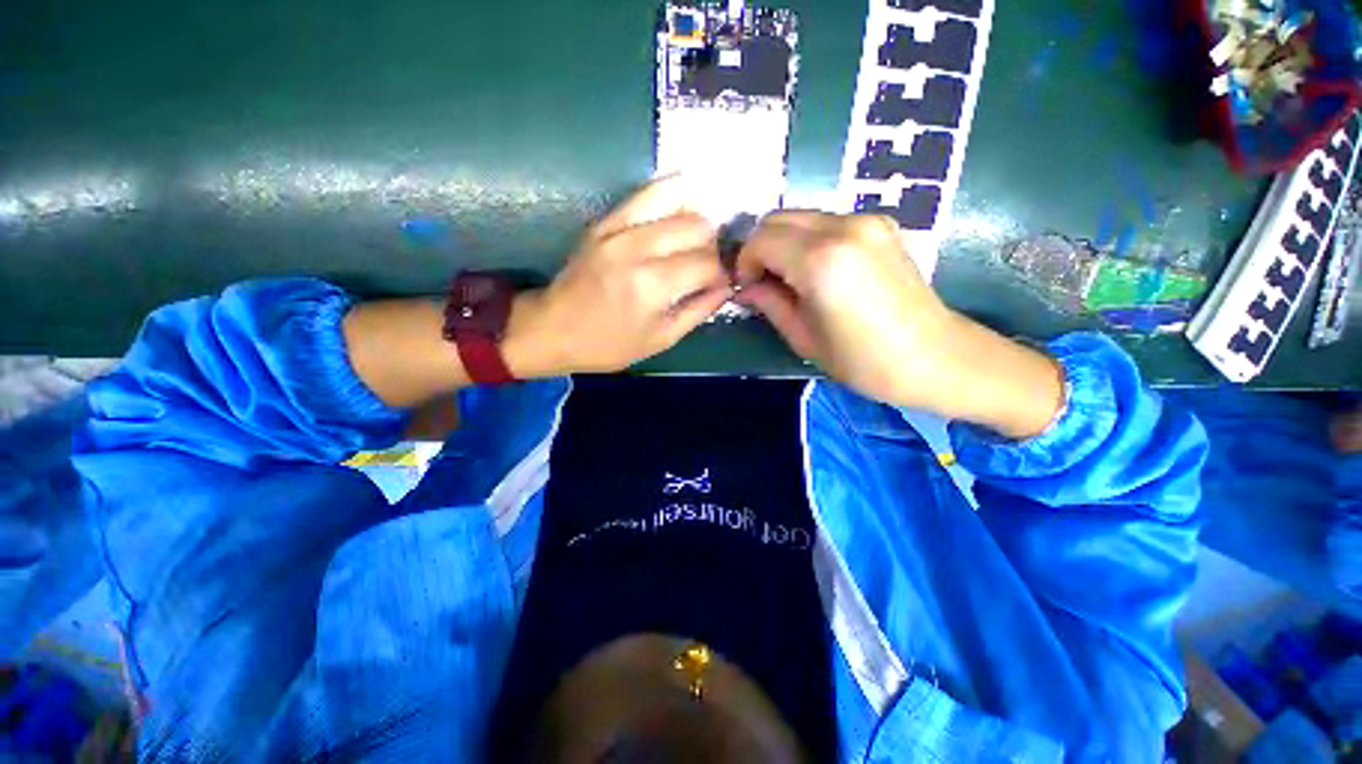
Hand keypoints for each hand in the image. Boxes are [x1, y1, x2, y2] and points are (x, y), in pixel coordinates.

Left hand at [507, 177, 730, 375]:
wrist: (552, 328)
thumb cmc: (608, 345)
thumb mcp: (661, 339)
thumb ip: (699, 310)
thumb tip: (727, 285)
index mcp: (652, 286)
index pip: (708, 263)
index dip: (722, 274)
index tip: (720, 284)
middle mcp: (637, 248)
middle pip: (698, 226)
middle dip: (713, 246)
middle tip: (707, 265)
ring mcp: (619, 227)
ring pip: (679, 199)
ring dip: (697, 218)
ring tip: (697, 238)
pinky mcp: (606, 219)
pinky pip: (649, 192)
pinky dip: (674, 196)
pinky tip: (682, 212)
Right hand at [734, 211, 950, 405]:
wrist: (935, 357)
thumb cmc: (863, 361)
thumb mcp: (804, 339)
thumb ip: (770, 304)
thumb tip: (746, 288)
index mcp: (820, 260)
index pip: (761, 240)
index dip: (745, 263)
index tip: (748, 289)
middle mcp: (843, 227)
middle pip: (778, 218)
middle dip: (761, 248)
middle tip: (763, 283)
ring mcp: (866, 220)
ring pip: (801, 217)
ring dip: (784, 243)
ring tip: (790, 280)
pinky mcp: (881, 224)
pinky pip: (827, 222)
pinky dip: (809, 240)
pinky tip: (817, 271)